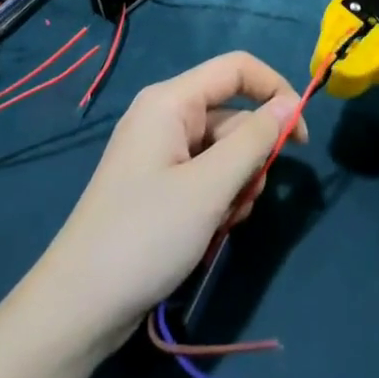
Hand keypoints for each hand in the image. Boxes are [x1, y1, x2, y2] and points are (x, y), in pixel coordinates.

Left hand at [28, 52, 307, 351]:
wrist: (78, 307)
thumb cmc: (145, 237)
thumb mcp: (210, 188)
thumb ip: (254, 140)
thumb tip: (290, 103)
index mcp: (170, 101)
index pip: (237, 69)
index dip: (275, 91)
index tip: (300, 139)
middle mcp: (164, 116)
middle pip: (232, 117)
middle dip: (250, 158)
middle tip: (244, 202)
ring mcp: (159, 152)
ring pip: (223, 151)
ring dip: (236, 186)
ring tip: (221, 225)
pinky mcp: (158, 184)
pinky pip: (204, 176)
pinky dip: (217, 200)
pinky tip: (209, 234)